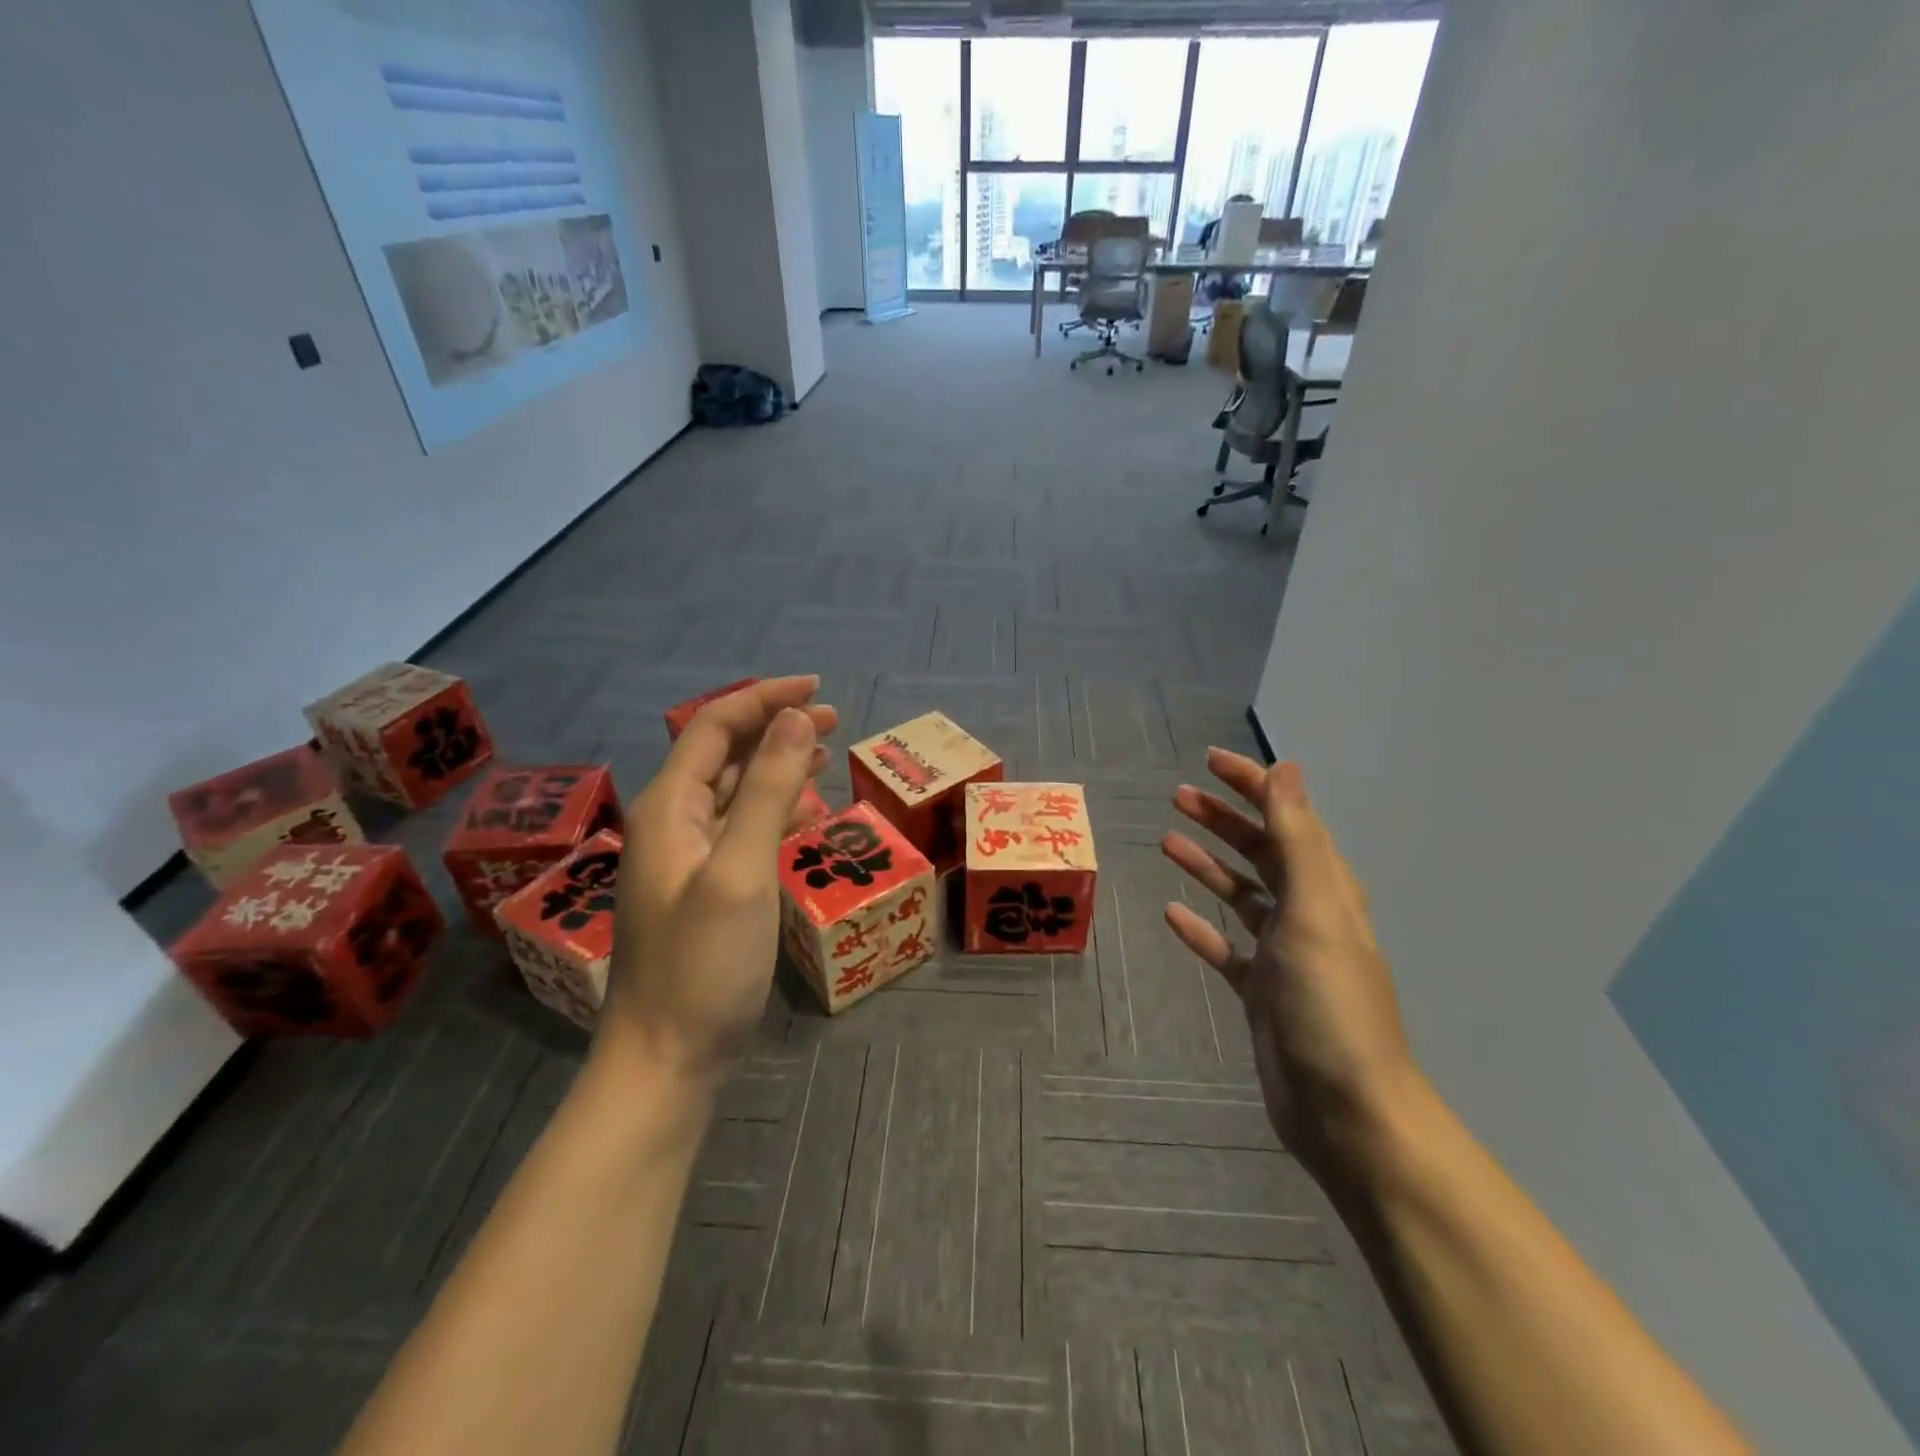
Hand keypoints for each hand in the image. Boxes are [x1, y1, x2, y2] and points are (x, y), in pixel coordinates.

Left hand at [602, 677, 836, 1082]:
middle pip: (723, 754)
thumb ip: (766, 791)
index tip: (817, 689)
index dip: (764, 700)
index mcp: (669, 809)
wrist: (666, 1059)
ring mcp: (689, 859)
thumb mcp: (740, 871)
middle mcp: (673, 824)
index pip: (714, 728)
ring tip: (824, 753)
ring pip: (734, 791)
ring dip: (777, 766)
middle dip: (774, 728)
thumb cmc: (702, 964)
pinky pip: (742, 829)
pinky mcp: (707, 889)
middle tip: (831, 719)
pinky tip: (806, 813)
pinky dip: (774, 810)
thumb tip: (794, 719)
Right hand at [1162, 750, 1420, 1184]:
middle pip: (1260, 851)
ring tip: (1167, 839)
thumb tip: (1287, 769)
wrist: (1345, 1110)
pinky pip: (1225, 947)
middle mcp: (1306, 913)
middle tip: (1178, 795)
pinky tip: (1171, 914)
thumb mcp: (1316, 910)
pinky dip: (1201, 927)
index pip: (1286, 819)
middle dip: (1224, 819)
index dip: (1252, 785)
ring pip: (1240, 894)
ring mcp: (1283, 954)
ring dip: (1208, 864)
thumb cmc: (1330, 1003)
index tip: (1210, 761)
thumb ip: (1298, 839)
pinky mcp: (1261, 991)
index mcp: (1325, 889)